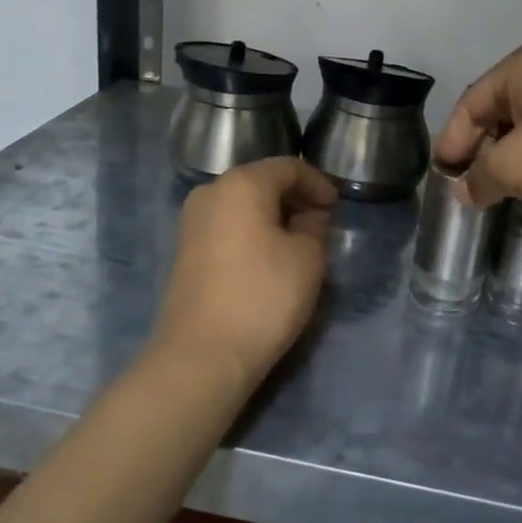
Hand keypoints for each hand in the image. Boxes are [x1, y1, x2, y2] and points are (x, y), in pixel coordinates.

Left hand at [151, 157, 337, 391]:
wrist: (202, 355)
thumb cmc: (263, 297)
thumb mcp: (308, 258)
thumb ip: (314, 226)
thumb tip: (307, 217)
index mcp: (241, 184)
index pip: (288, 167)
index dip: (317, 182)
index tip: (337, 206)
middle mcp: (209, 193)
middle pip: (260, 182)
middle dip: (294, 198)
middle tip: (321, 223)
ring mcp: (191, 223)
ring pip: (241, 205)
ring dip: (272, 216)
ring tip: (298, 242)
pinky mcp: (184, 251)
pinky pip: (226, 227)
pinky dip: (251, 232)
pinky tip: (268, 257)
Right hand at [434, 39, 521, 215]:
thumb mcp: (514, 166)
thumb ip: (479, 177)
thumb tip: (464, 190)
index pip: (471, 103)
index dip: (452, 141)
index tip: (443, 177)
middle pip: (500, 112)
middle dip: (481, 151)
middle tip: (470, 187)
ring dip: (512, 159)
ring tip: (500, 192)